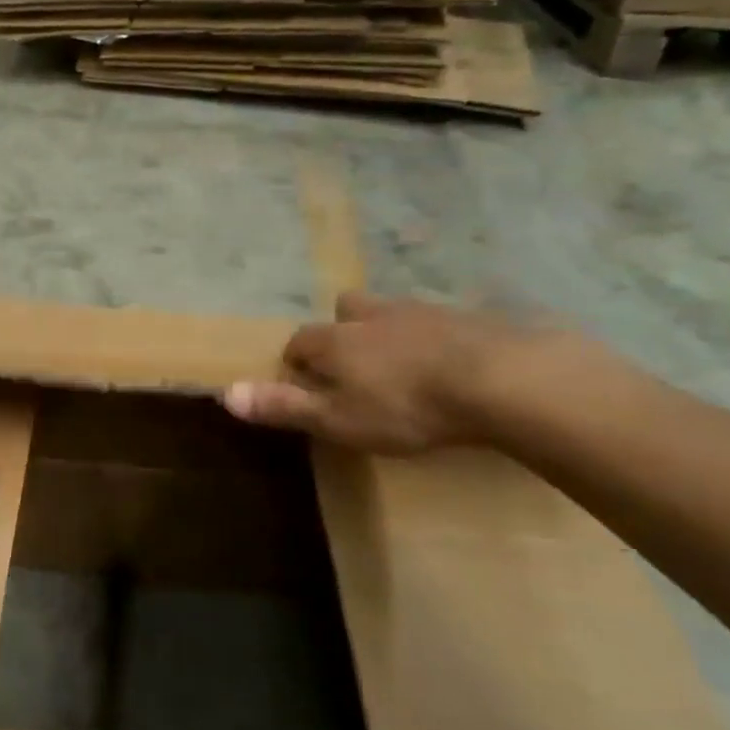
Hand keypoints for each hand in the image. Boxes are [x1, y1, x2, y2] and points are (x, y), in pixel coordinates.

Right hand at [223, 292, 568, 453]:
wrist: (504, 380)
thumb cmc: (407, 406)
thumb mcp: (338, 419)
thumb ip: (284, 405)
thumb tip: (225, 392)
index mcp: (337, 340)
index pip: (300, 341)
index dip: (296, 361)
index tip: (303, 383)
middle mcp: (373, 317)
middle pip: (345, 310)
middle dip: (341, 330)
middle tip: (353, 363)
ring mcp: (424, 312)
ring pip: (393, 313)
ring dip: (389, 332)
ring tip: (402, 365)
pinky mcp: (470, 319)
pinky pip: (440, 324)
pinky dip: (436, 339)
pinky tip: (451, 365)